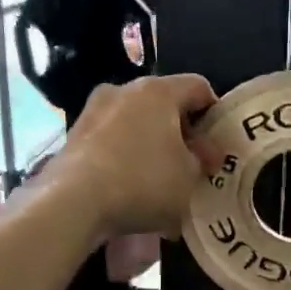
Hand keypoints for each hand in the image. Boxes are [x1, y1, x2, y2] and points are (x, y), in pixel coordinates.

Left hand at [52, 75, 217, 237]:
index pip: (199, 87)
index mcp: (158, 90)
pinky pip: (112, 141)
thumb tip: (203, 153)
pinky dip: (126, 157)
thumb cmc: (143, 181)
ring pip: (135, 122)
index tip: (217, 145)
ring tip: (160, 180)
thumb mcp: (189, 177)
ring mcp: (94, 111)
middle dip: (181, 132)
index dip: (214, 114)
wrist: (73, 202)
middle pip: (164, 104)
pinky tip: (131, 187)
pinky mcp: (74, 135)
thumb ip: (202, 160)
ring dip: (151, 145)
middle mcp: (123, 90)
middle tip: (192, 165)